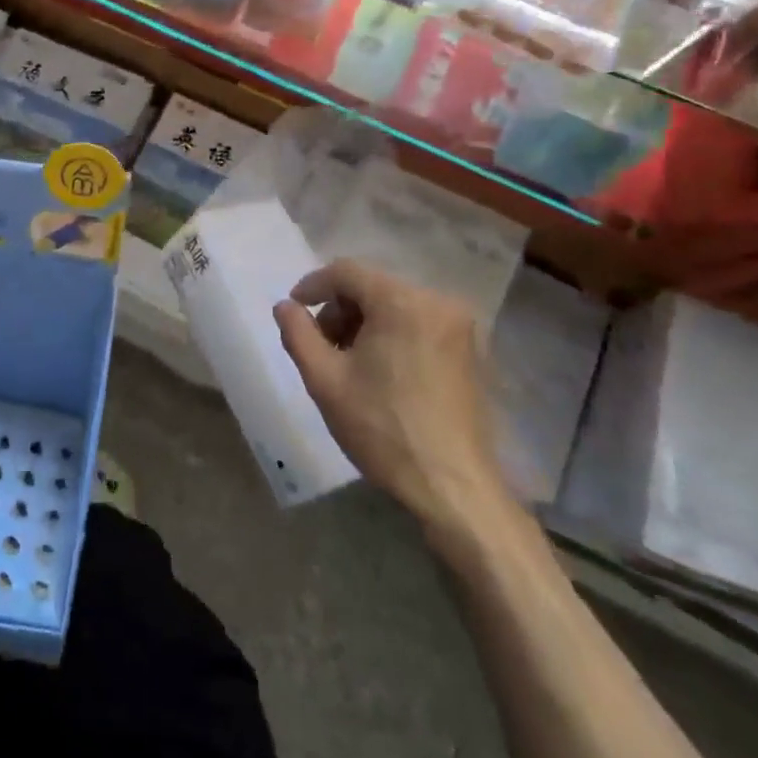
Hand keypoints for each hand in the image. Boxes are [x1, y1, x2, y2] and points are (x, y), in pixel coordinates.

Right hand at [272, 259, 509, 536]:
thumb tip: (285, 306)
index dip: (313, 285)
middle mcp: (438, 302)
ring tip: (348, 363)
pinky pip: (420, 324)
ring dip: (365, 324)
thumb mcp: (324, 379)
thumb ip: (298, 333)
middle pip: (373, 287)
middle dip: (340, 310)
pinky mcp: (472, 351)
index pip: (347, 272)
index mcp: (403, 302)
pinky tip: (380, 372)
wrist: (452, 485)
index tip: (293, 310)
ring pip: (396, 305)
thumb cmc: (382, 428)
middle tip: (320, 347)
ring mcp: (461, 327)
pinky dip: (393, 335)